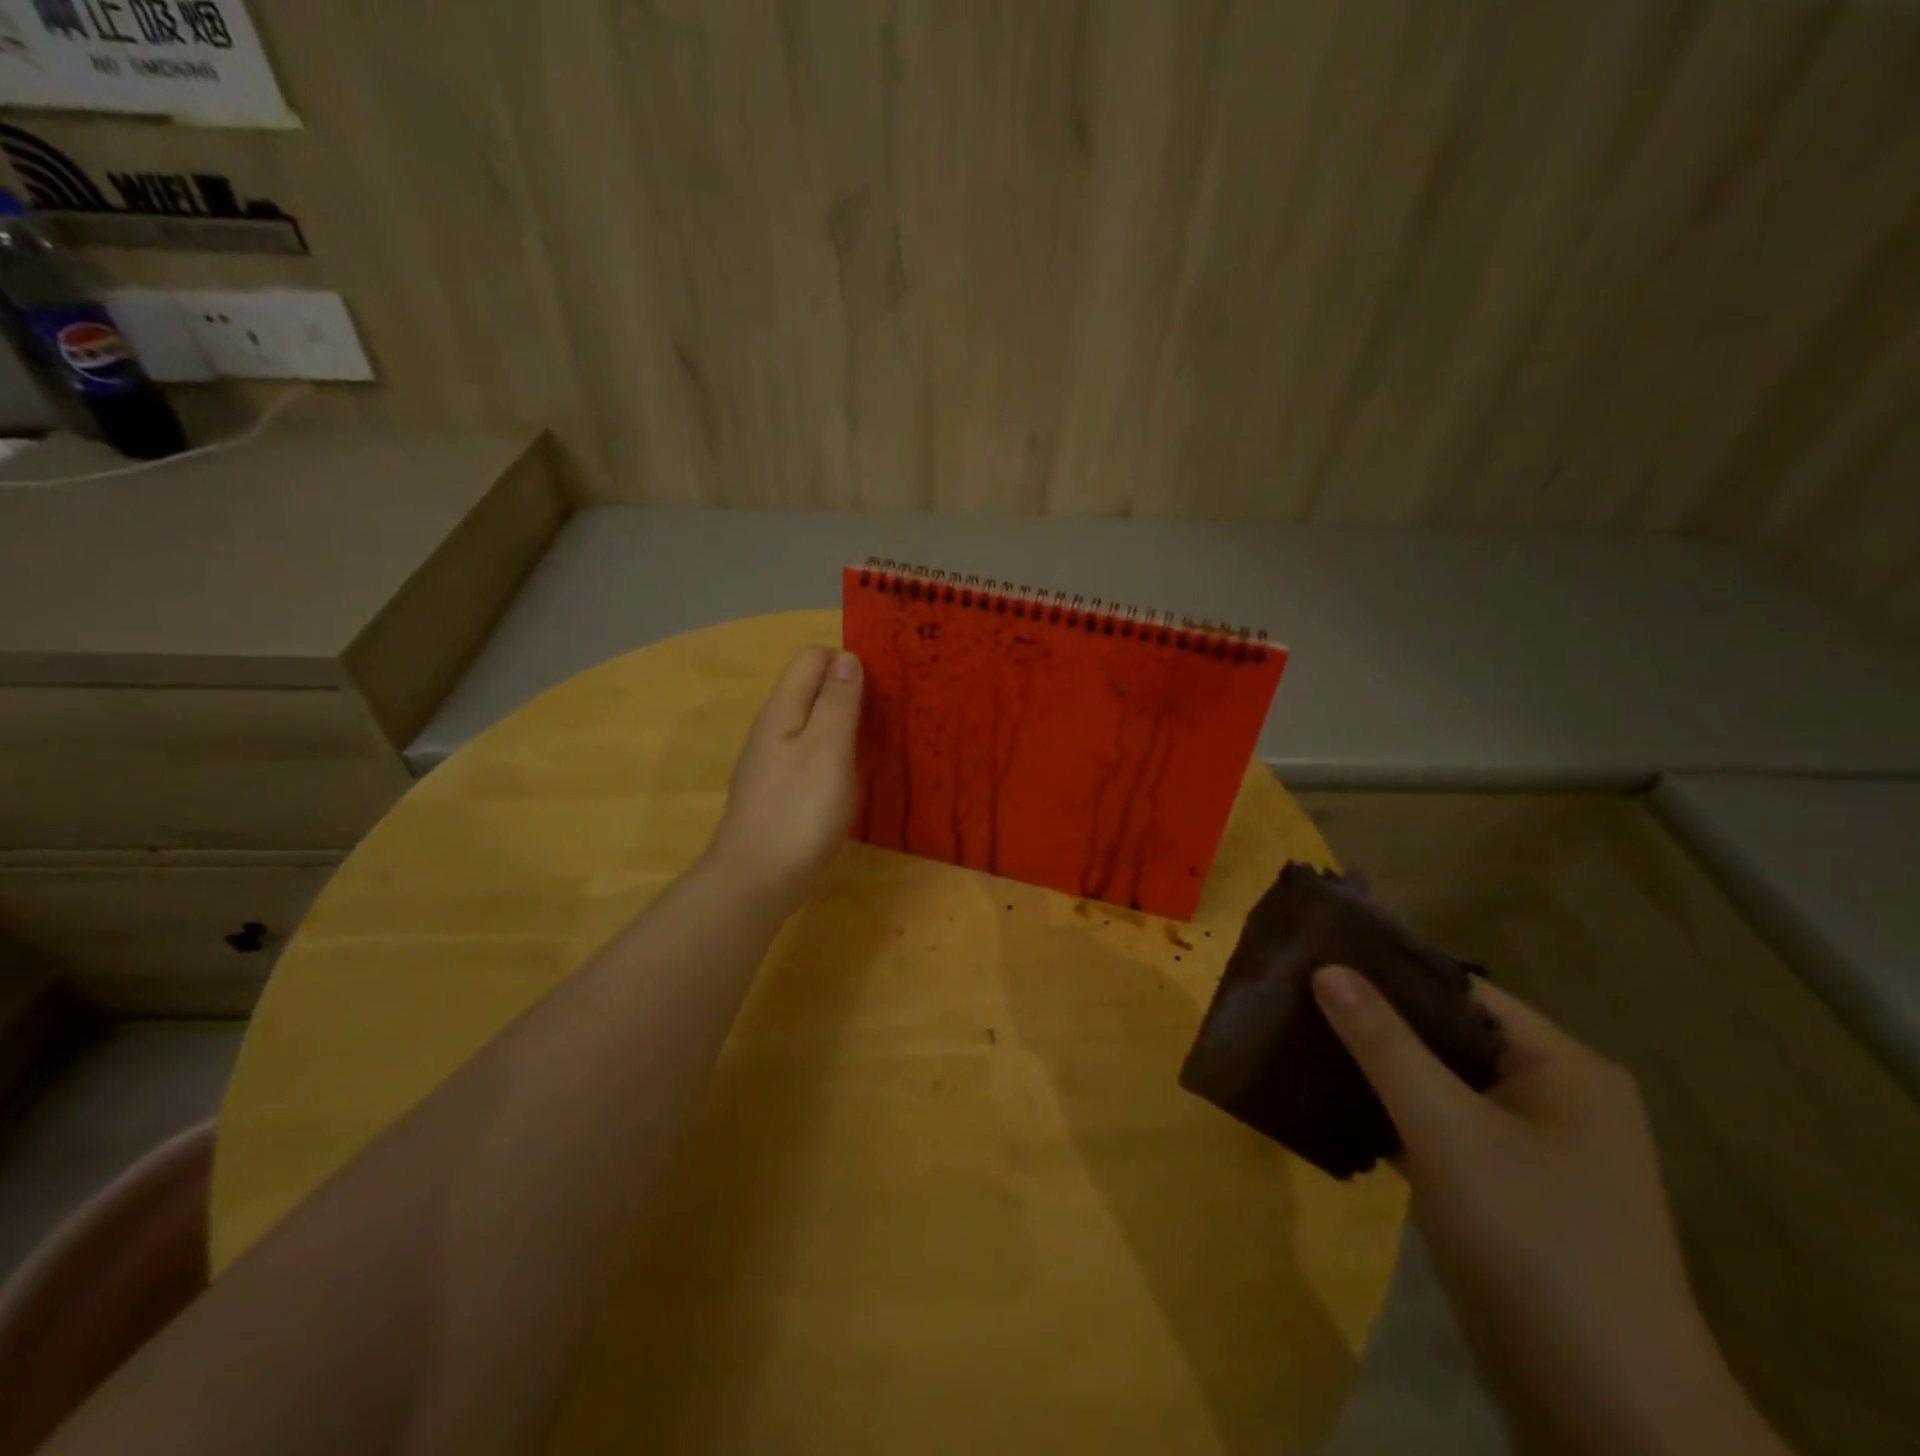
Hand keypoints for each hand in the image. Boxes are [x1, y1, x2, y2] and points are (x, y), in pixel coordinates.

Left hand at [704, 647, 862, 910]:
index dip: (848, 661)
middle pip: (813, 688)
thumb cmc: (798, 810)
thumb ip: (837, 701)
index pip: (813, 658)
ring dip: (846, 723)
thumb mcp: (827, 749)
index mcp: (782, 709)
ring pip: (814, 723)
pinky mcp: (780, 790)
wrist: (756, 880)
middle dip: (850, 691)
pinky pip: (812, 753)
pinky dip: (836, 753)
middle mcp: (773, 728)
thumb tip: (846, 657)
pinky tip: (855, 774)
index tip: (885, 684)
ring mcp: (773, 761)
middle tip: (892, 713)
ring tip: (882, 741)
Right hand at [1312, 966, 1791, 1455]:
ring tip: (1300, 1036)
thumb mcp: (1447, 1130)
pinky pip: (1437, 1128)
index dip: (1392, 970)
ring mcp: (1530, 1150)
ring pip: (1438, 1084)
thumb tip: (1326, 968)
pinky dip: (1389, 1113)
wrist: (1607, 1412)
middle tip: (1297, 994)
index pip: (1463, 992)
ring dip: (1376, 1067)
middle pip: (1448, 1036)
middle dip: (1376, 1020)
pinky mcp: (1504, 1193)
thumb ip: (1384, 1044)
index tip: (1320, 954)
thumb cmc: (1534, 1242)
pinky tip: (1330, 1101)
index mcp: (1564, 1069)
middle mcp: (1554, 1098)